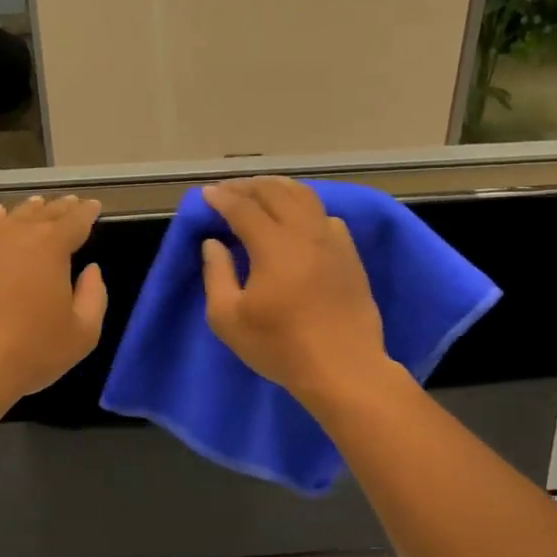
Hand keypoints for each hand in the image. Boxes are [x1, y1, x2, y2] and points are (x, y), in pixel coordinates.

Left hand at [0, 195, 107, 412]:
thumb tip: (91, 270)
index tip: (93, 206)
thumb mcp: (82, 334)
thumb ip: (94, 296)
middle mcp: (15, 234)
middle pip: (43, 213)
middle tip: (70, 203)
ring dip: (27, 211)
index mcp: (51, 247)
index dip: (87, 212)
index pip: (75, 220)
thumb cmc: (28, 352)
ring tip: (36, 207)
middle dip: (59, 208)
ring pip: (9, 217)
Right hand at [200, 178, 391, 408]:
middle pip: (276, 192)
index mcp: (273, 245)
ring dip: (279, 189)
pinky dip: (305, 207)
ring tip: (261, 193)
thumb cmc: (281, 347)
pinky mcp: (349, 255)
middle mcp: (305, 232)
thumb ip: (216, 275)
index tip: (207, 195)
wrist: (344, 369)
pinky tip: (298, 218)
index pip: (243, 208)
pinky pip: (325, 216)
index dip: (222, 198)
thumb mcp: (229, 319)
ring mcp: (332, 241)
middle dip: (248, 187)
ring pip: (305, 197)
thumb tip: (213, 244)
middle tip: (229, 191)